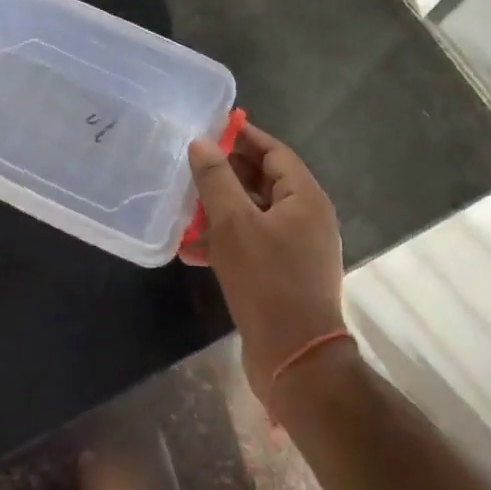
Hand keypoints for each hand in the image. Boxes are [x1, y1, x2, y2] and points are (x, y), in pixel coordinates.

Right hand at [185, 123, 346, 399]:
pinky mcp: (283, 274)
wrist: (295, 360)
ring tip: (184, 205)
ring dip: (220, 208)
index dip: (241, 137)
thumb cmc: (267, 282)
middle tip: (189, 166)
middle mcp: (306, 218)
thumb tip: (202, 142)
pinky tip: (191, 248)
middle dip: (226, 173)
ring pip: (254, 213)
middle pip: (263, 180)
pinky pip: (252, 242)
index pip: (273, 151)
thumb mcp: (234, 224)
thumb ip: (216, 179)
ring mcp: (297, 248)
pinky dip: (225, 239)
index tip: (208, 129)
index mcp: (305, 198)